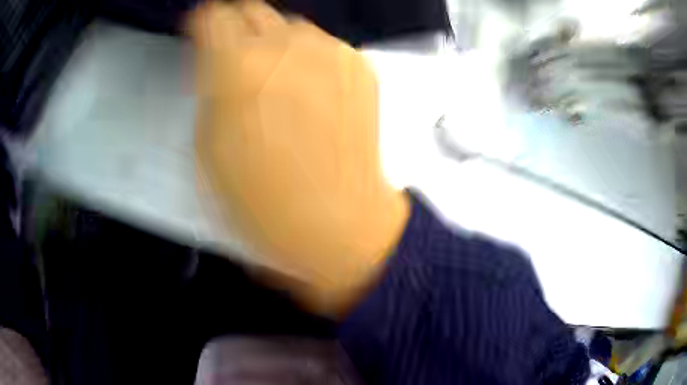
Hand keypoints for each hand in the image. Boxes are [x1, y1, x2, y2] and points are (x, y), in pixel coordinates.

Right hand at [190, 1, 408, 316]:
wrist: (337, 222)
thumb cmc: (264, 201)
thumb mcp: (209, 144)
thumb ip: (208, 88)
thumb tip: (214, 60)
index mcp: (237, 66)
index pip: (212, 16)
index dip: (202, 24)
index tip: (201, 35)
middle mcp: (286, 46)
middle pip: (252, 10)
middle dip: (236, 29)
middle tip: (234, 58)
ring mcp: (329, 53)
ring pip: (289, 25)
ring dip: (275, 43)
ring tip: (275, 81)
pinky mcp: (359, 67)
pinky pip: (324, 46)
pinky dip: (310, 59)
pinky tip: (309, 93)